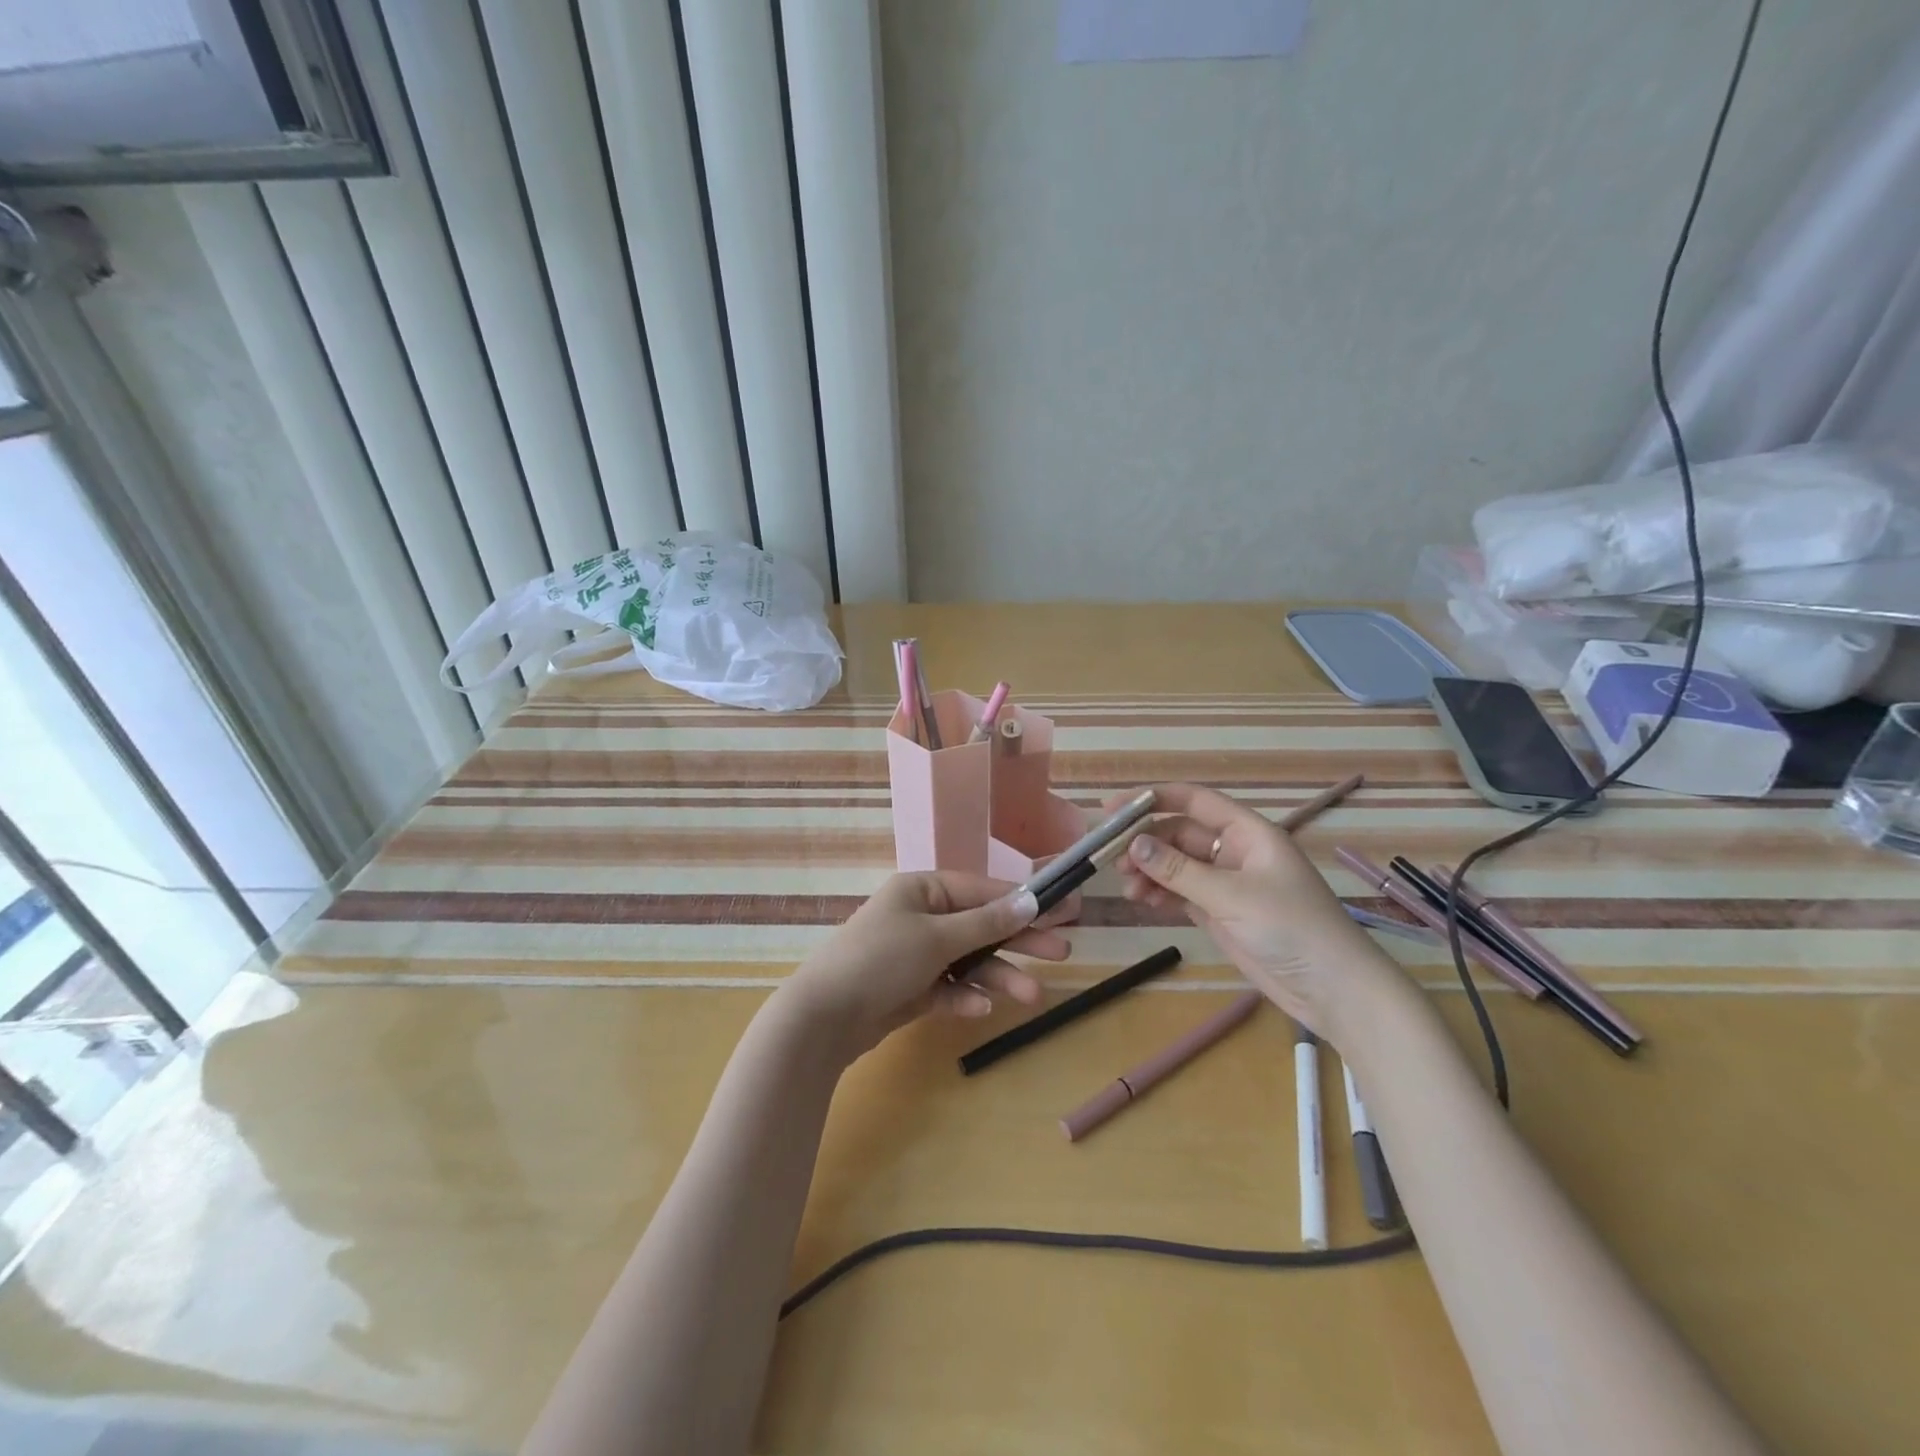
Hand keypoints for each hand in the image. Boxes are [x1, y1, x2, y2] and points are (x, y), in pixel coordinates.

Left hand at [777, 872, 1070, 1060]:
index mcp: (922, 890)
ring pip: (968, 962)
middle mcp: (921, 917)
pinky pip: (948, 989)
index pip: (981, 890)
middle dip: (1018, 941)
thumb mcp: (937, 937)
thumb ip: (986, 922)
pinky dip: (964, 998)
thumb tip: (1031, 902)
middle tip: (1062, 953)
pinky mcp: (910, 989)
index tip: (1061, 909)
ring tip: (1031, 997)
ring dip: (998, 977)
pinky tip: (980, 1011)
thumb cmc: (881, 959)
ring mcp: (915, 955)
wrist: (823, 1017)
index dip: (1022, 901)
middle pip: (980, 926)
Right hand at [1115, 783, 1408, 1036]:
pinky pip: (1182, 892)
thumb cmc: (1291, 928)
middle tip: (1113, 859)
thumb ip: (1180, 870)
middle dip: (1146, 843)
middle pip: (1180, 834)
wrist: (1333, 990)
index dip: (1152, 799)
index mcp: (1247, 832)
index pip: (1193, 801)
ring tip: (1129, 889)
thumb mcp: (1232, 895)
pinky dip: (1161, 893)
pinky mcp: (1221, 912)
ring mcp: (1227, 883)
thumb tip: (1133, 844)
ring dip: (1151, 871)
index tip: (1112, 808)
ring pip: (1177, 865)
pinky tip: (1144, 900)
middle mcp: (1234, 851)